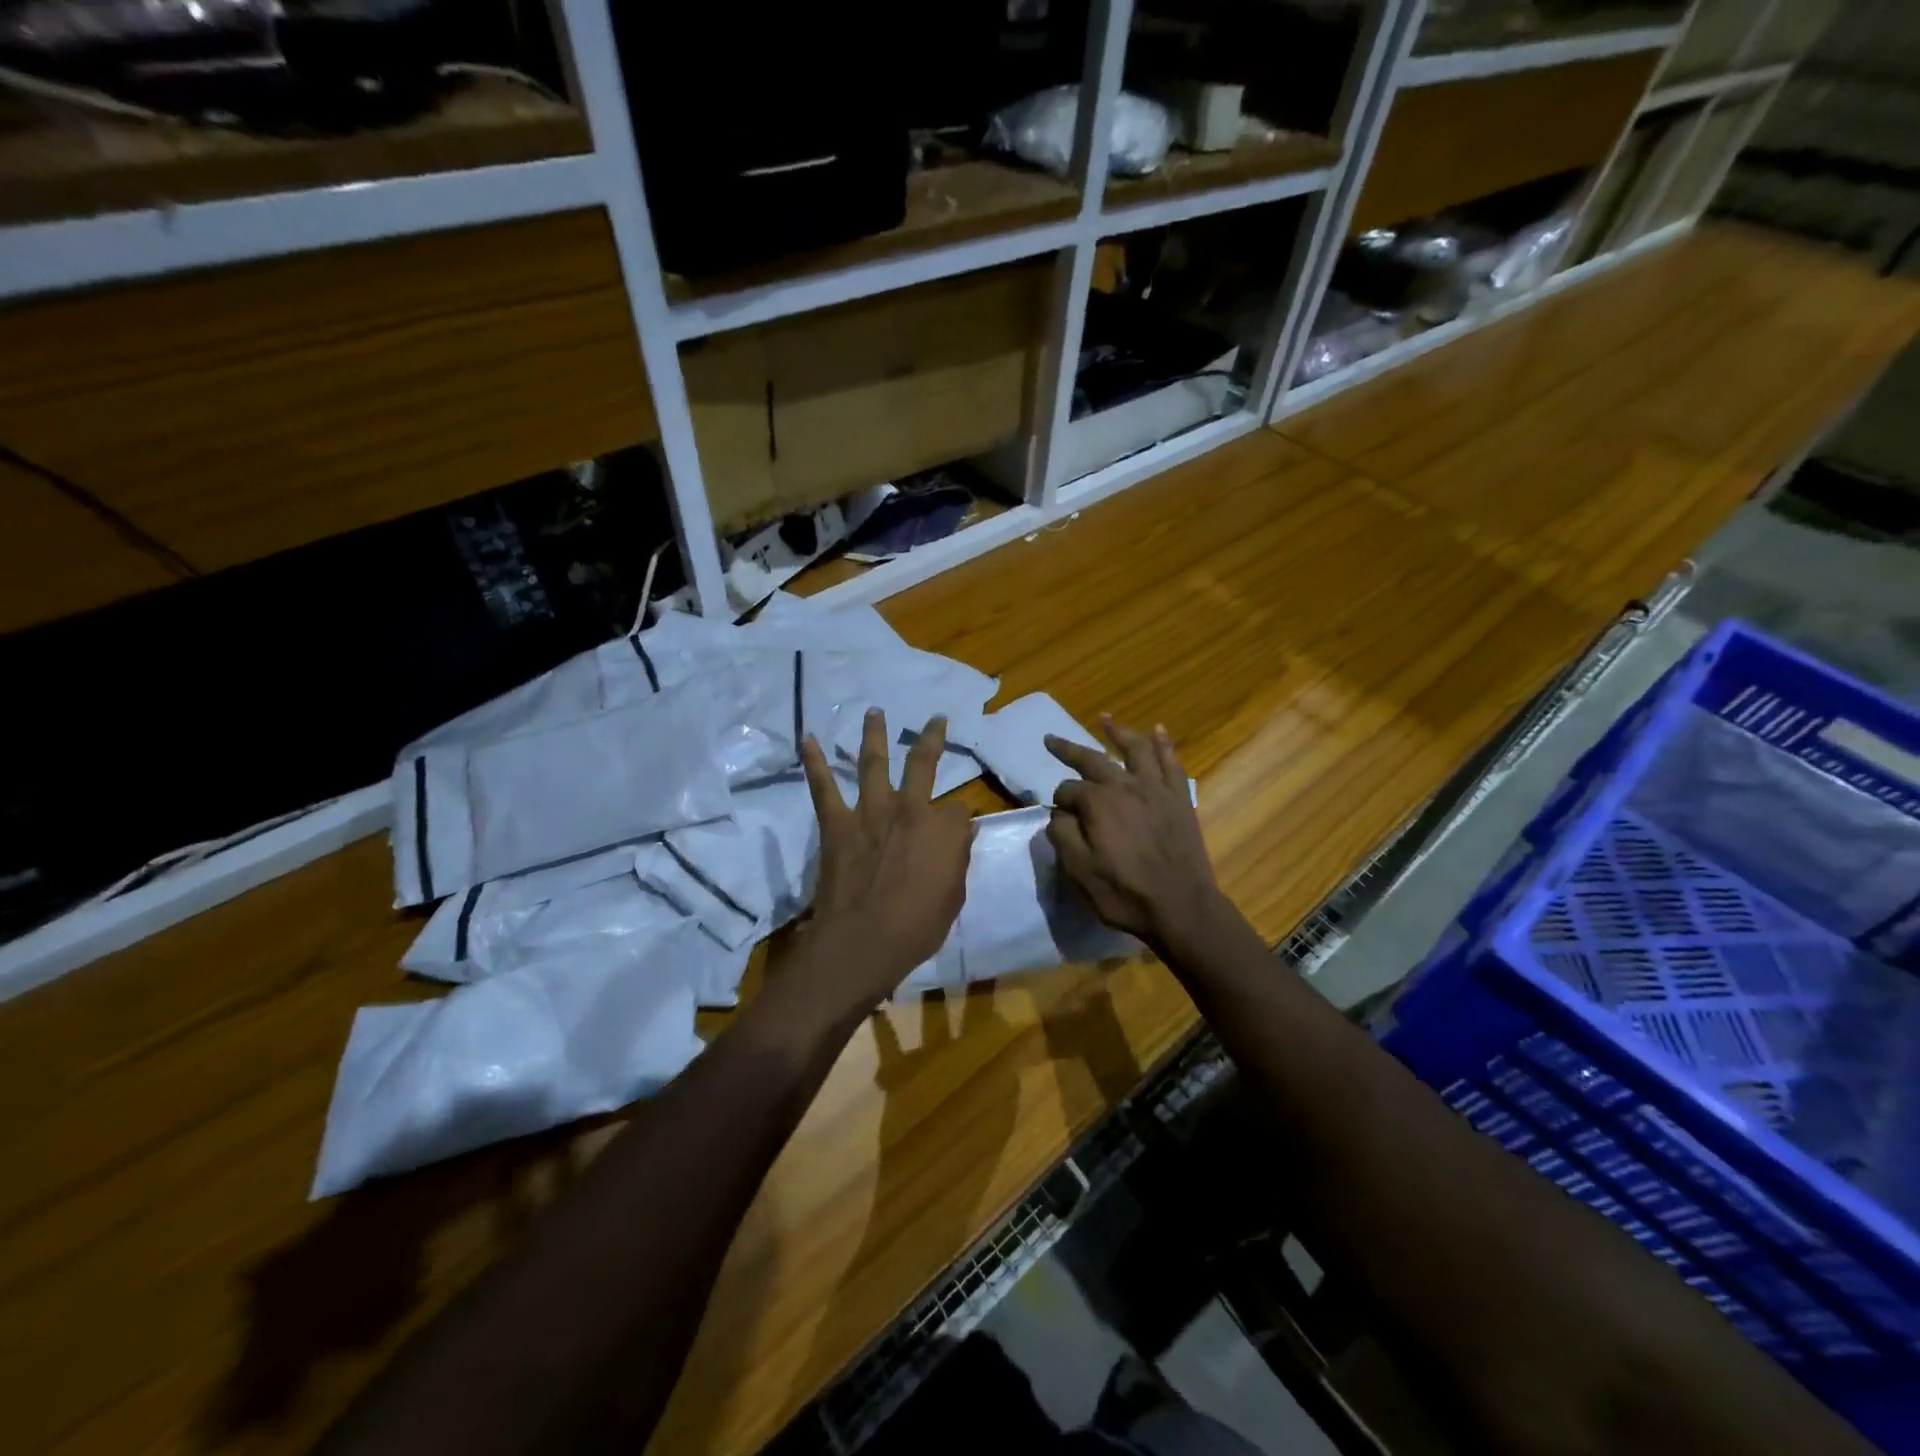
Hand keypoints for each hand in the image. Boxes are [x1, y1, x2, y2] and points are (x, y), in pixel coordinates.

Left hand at [796, 709, 974, 1011]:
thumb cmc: (917, 928)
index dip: (958, 821)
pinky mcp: (837, 823)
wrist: (863, 941)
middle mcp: (911, 809)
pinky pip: (824, 787)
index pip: (960, 810)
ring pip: (874, 762)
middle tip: (936, 721)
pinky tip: (808, 739)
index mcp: (945, 829)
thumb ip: (956, 861)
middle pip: (924, 763)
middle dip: (933, 738)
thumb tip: (958, 837)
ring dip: (875, 734)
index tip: (955, 832)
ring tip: (874, 712)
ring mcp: (871, 812)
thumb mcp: (953, 897)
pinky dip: (815, 762)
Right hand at [1045, 717, 1227, 953]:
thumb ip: (1063, 836)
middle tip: (1051, 739)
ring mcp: (1156, 789)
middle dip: (1068, 749)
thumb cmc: (1125, 893)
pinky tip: (1158, 731)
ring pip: (1135, 749)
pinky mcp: (1179, 798)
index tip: (1058, 817)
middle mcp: (1125, 786)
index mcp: (1098, 803)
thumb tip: (1058, 813)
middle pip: (1093, 759)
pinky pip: (1171, 763)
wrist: (1182, 907)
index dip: (1058, 802)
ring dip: (1118, 732)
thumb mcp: (1079, 871)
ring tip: (1104, 718)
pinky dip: (1163, 744)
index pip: (1067, 791)